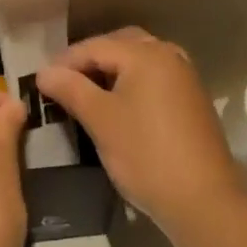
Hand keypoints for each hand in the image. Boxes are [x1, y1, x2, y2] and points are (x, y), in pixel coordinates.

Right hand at [35, 28, 245, 235]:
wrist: (205, 201)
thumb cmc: (146, 154)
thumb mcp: (101, 120)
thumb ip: (71, 89)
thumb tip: (44, 72)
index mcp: (146, 53)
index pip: (94, 46)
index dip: (65, 62)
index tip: (41, 82)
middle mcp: (168, 55)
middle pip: (119, 45)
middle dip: (90, 60)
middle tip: (64, 82)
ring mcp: (184, 76)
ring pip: (138, 60)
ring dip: (112, 70)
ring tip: (87, 93)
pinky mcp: (191, 99)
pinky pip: (153, 78)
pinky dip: (132, 83)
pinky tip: (119, 106)